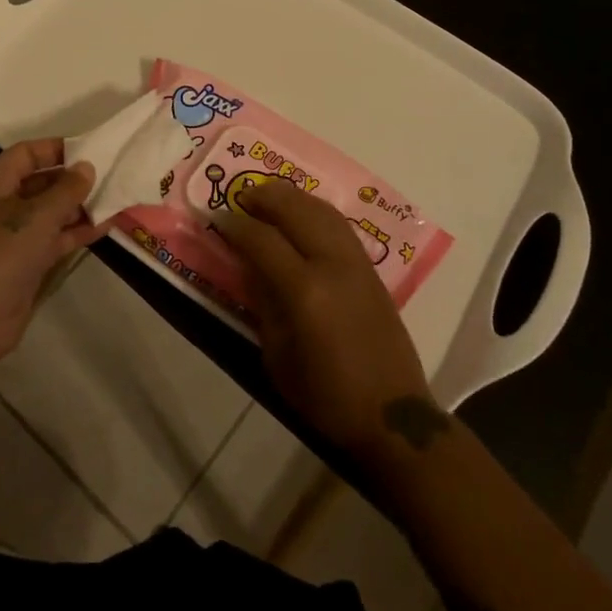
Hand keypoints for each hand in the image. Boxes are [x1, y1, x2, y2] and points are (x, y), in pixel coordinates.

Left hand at [0, 139, 98, 372]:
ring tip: (115, 197)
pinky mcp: (26, 261)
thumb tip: (87, 167)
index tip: (90, 149)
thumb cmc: (1, 252)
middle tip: (110, 174)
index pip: (27, 153)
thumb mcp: (38, 215)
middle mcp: (2, 203)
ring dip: (80, 206)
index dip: (56, 149)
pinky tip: (107, 225)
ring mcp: (14, 234)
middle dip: (73, 179)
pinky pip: (55, 237)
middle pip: (41, 182)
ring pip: (51, 211)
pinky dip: (77, 231)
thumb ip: (67, 189)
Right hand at [218, 179, 439, 457]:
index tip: (218, 218)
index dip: (236, 225)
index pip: (263, 240)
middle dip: (264, 197)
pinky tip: (301, 213)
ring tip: (268, 196)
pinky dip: (315, 210)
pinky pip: (339, 224)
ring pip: (321, 210)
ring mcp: (356, 263)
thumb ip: (263, 303)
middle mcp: (332, 265)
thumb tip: (249, 265)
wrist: (392, 415)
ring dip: (292, 197)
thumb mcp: (278, 357)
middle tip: (241, 195)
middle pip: (295, 211)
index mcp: (305, 292)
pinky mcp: (371, 268)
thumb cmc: (326, 396)